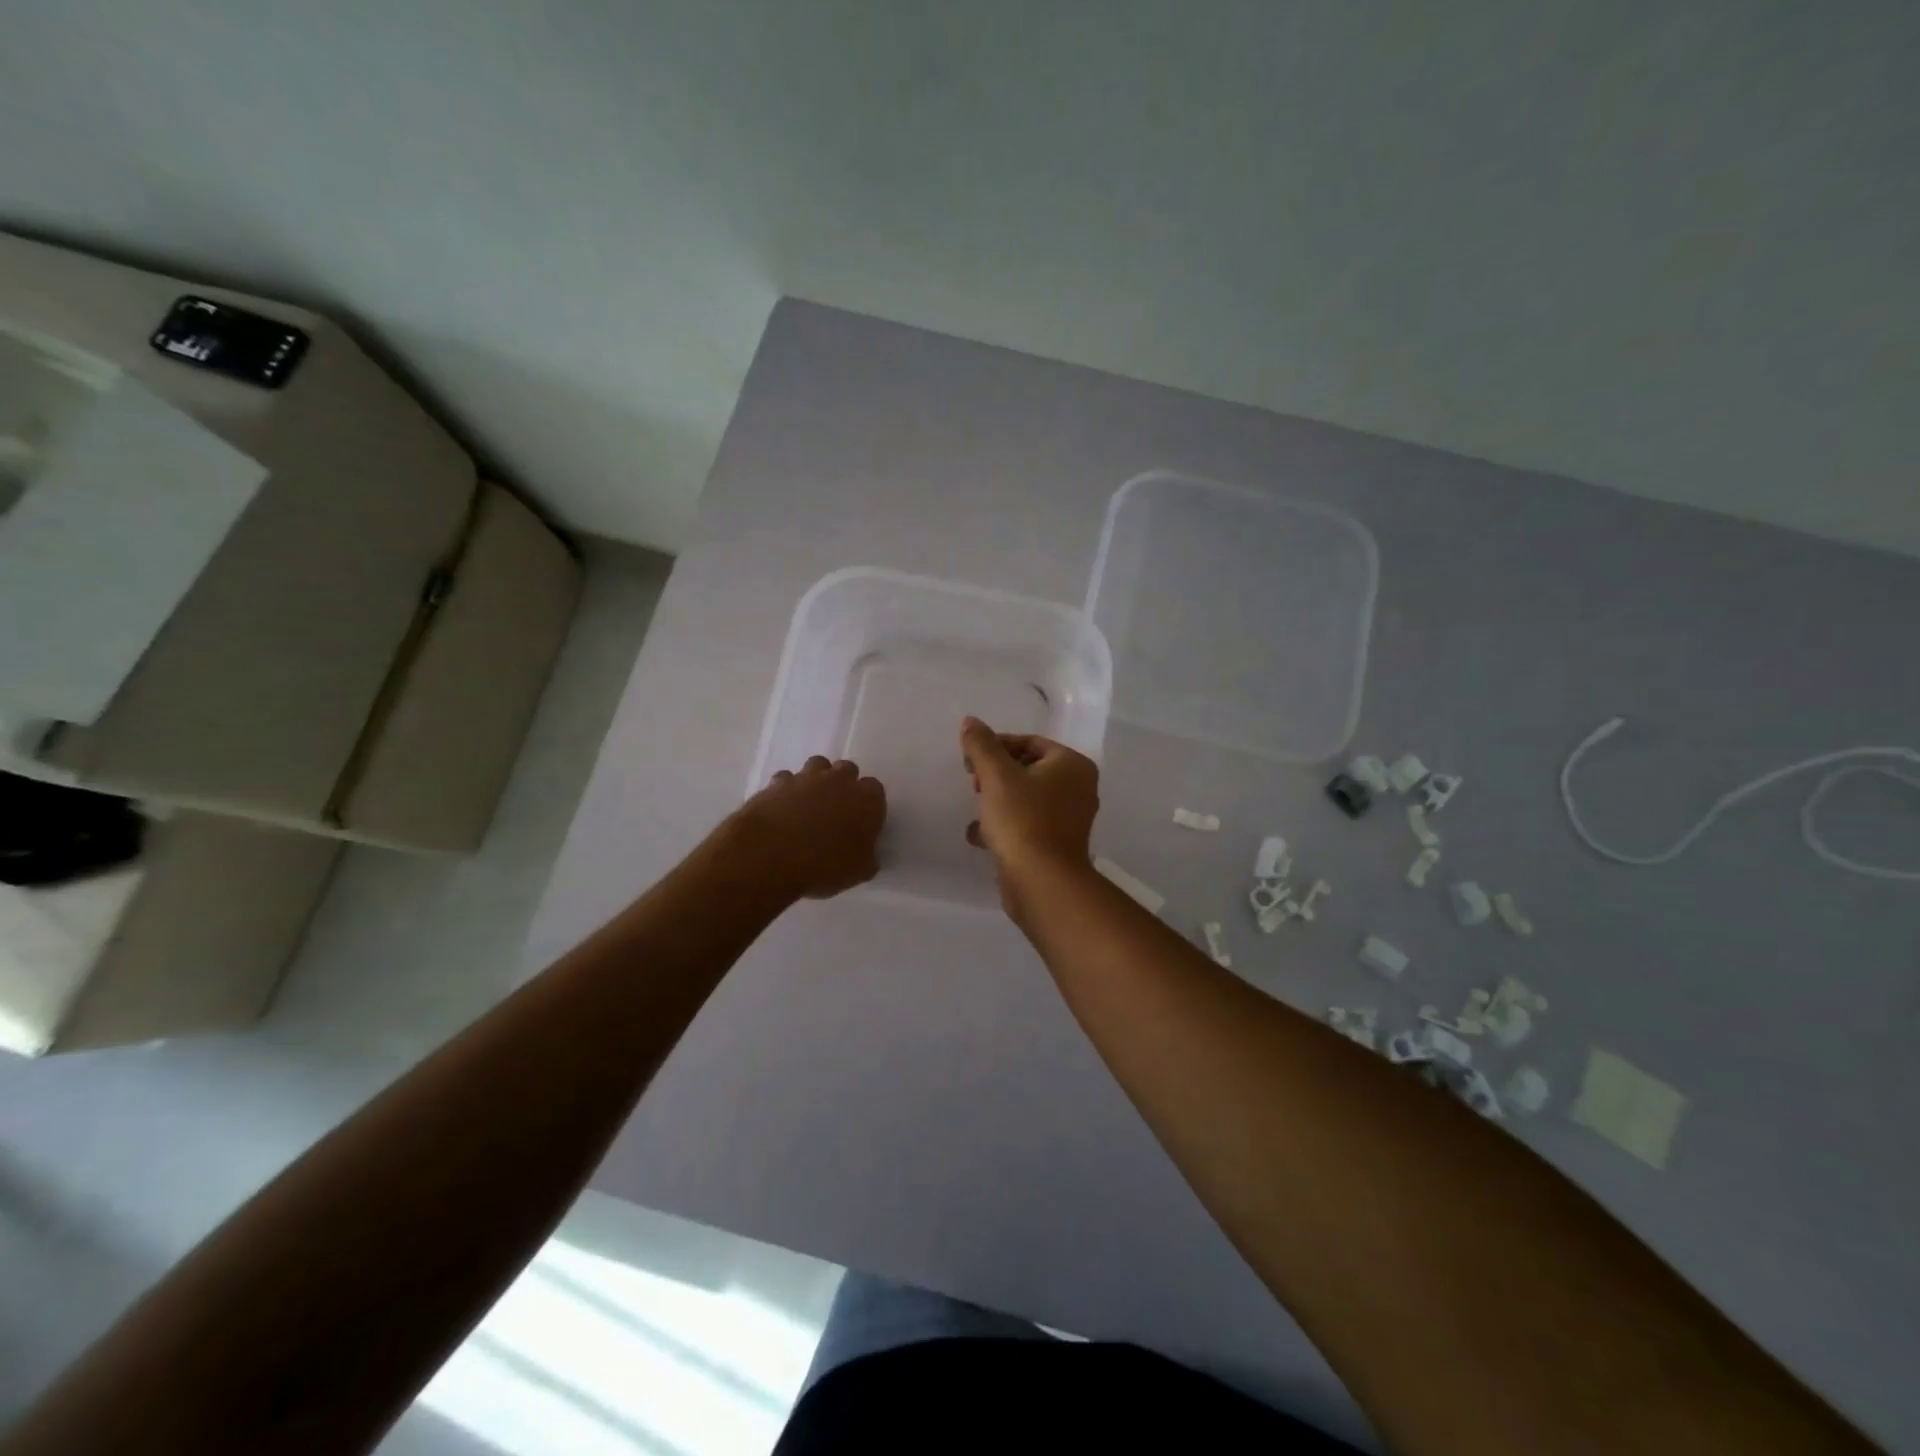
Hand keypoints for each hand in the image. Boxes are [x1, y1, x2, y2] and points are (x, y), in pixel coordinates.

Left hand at [733, 756, 886, 899]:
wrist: (770, 855)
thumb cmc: (824, 865)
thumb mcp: (859, 872)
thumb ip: (867, 857)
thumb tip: (866, 854)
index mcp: (867, 799)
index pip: (875, 790)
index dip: (868, 805)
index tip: (861, 822)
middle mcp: (839, 780)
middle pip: (847, 770)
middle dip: (844, 785)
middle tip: (836, 810)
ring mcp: (806, 777)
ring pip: (817, 766)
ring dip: (817, 780)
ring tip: (809, 805)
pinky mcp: (777, 782)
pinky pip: (787, 779)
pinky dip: (787, 790)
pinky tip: (782, 809)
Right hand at [959, 716, 1099, 912]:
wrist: (1041, 882)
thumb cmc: (1022, 819)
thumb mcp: (996, 774)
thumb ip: (981, 745)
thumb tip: (970, 721)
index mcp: (1072, 765)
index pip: (1030, 742)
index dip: (996, 746)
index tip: (969, 759)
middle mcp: (1078, 789)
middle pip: (1029, 769)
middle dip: (996, 775)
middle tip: (973, 784)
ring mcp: (1070, 820)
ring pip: (1026, 799)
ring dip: (998, 800)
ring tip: (976, 809)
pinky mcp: (1057, 846)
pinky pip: (1027, 825)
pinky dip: (1005, 826)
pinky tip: (979, 836)